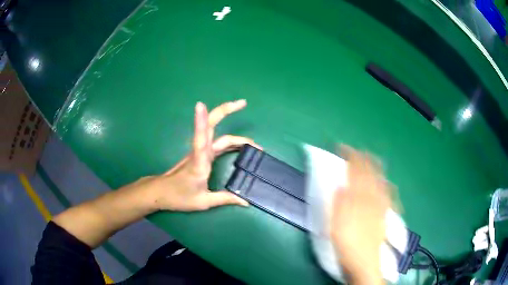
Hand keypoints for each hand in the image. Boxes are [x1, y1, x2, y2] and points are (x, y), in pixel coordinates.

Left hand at [150, 99, 260, 211]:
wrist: (161, 192)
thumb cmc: (179, 197)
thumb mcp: (203, 201)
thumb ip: (225, 199)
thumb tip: (246, 202)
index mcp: (199, 163)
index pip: (200, 139)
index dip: (200, 122)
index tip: (200, 105)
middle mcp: (200, 152)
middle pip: (211, 125)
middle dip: (225, 111)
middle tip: (243, 103)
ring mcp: (200, 151)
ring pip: (217, 133)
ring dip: (234, 130)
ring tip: (254, 143)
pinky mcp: (201, 154)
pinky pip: (218, 143)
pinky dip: (231, 141)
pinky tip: (241, 147)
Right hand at [331, 146, 390, 284]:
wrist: (364, 263)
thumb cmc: (347, 245)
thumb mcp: (335, 226)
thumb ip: (339, 204)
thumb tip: (340, 185)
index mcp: (358, 200)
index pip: (356, 173)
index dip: (350, 158)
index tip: (342, 148)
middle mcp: (372, 199)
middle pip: (370, 174)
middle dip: (364, 159)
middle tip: (357, 151)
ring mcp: (381, 206)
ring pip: (381, 180)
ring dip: (376, 168)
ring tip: (372, 159)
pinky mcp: (386, 214)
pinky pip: (389, 194)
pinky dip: (387, 184)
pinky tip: (387, 182)